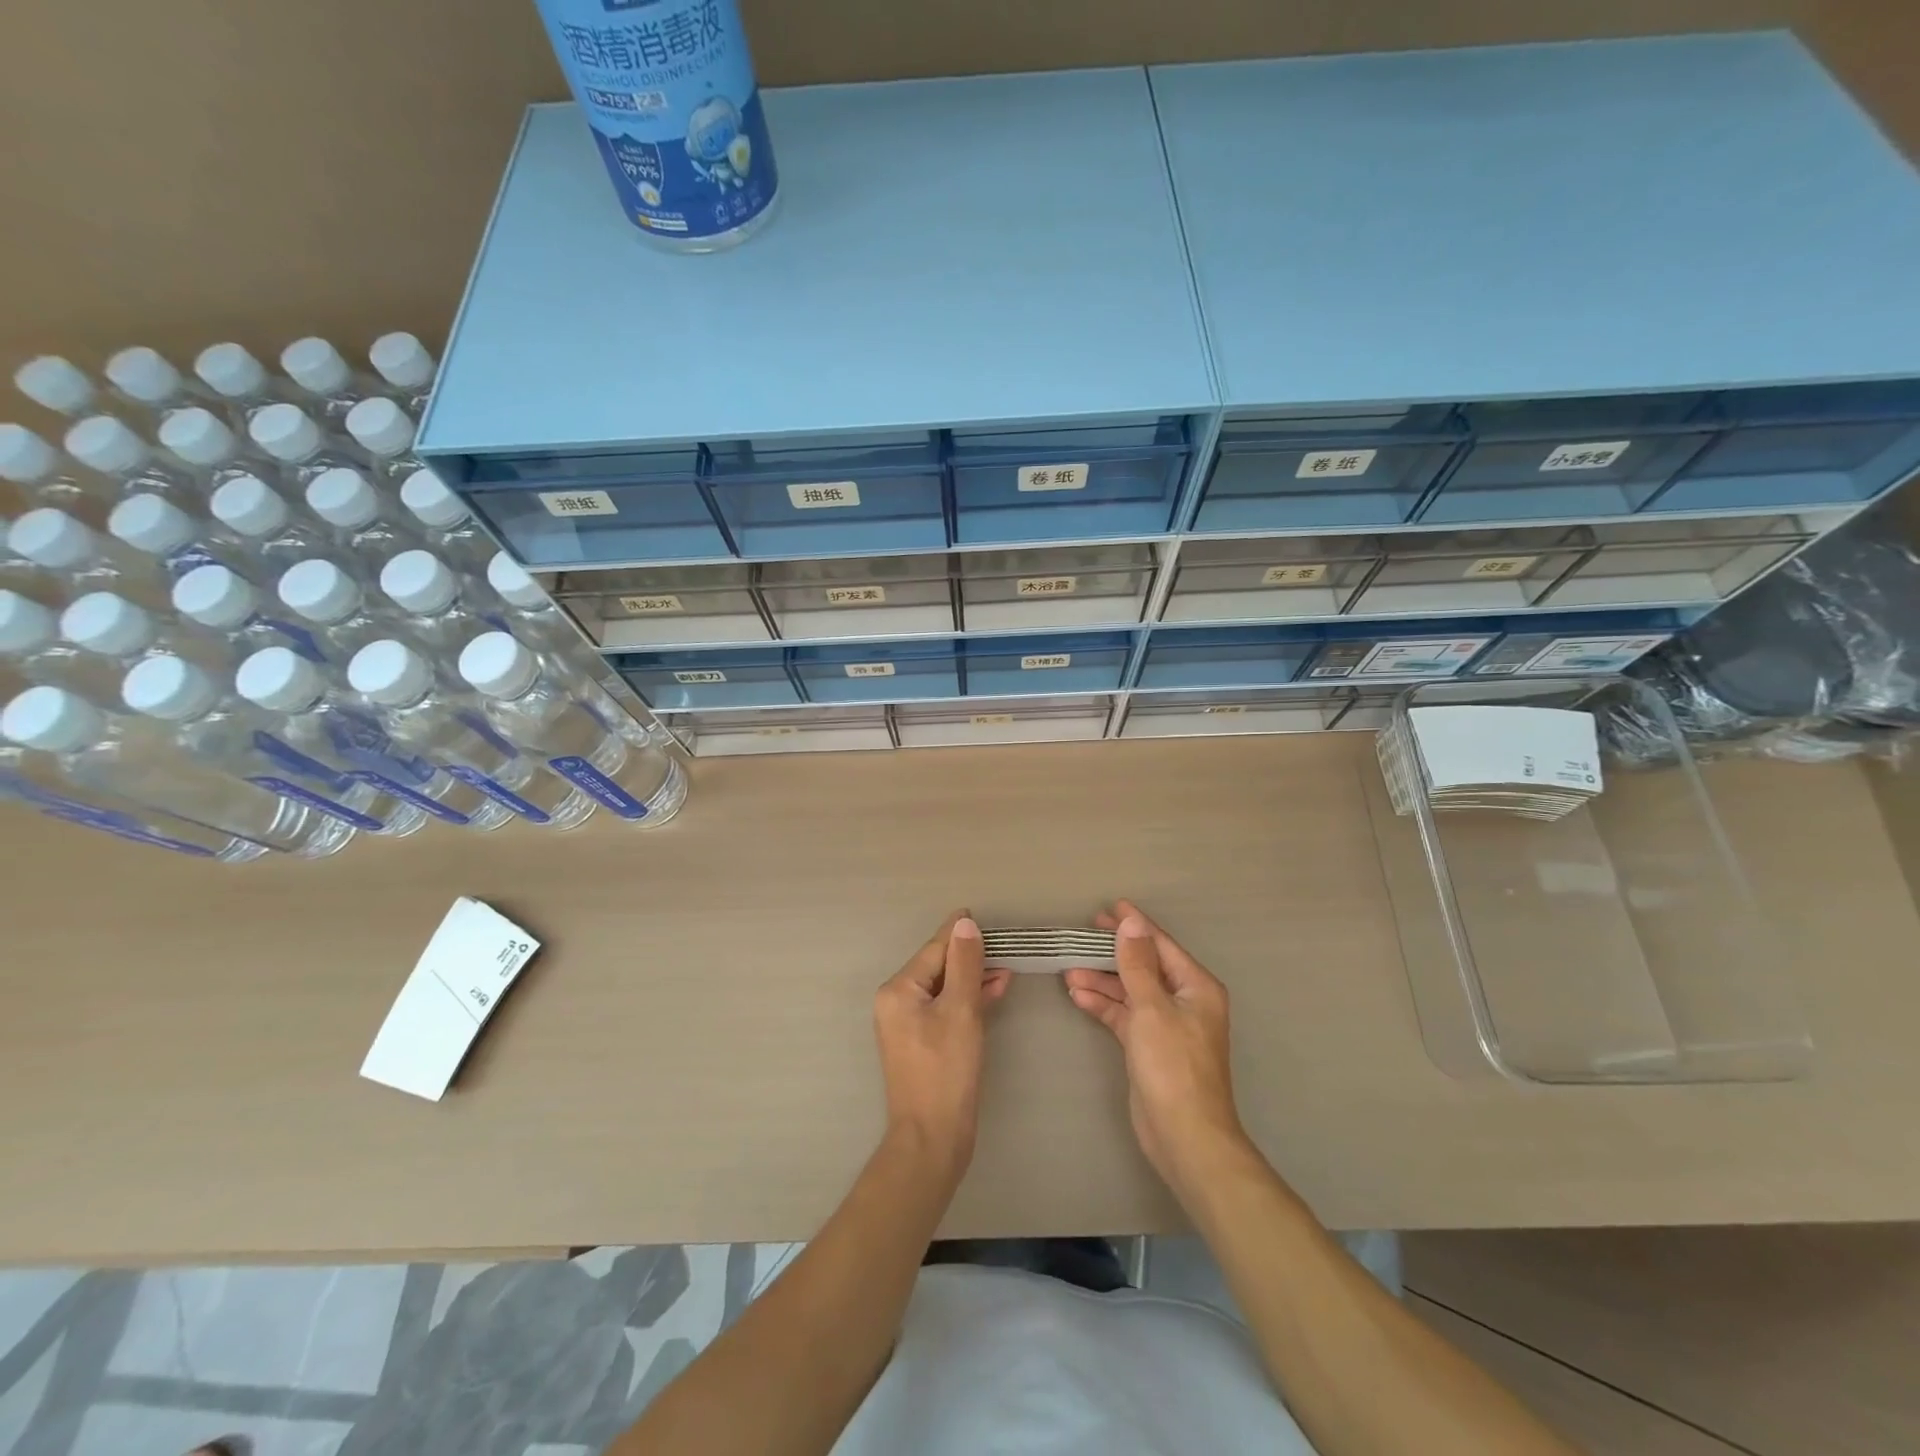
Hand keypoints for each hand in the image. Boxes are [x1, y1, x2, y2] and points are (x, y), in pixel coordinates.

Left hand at [873, 911, 1011, 1181]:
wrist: (932, 1140)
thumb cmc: (946, 1071)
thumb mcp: (960, 1011)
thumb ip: (964, 964)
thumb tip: (964, 925)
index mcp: (899, 990)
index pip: (934, 949)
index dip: (959, 934)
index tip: (978, 915)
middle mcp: (897, 1002)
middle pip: (938, 966)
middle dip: (970, 956)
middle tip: (1003, 944)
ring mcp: (908, 1024)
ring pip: (944, 988)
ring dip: (973, 977)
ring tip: (1006, 967)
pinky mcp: (922, 1043)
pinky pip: (946, 1008)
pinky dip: (968, 1000)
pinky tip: (994, 991)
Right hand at [1064, 901, 1247, 1193]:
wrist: (1184, 1136)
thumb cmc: (1173, 1066)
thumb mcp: (1152, 1007)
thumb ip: (1138, 964)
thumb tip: (1132, 923)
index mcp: (1196, 986)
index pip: (1160, 945)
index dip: (1135, 925)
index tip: (1109, 907)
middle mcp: (1184, 1001)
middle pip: (1144, 966)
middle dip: (1113, 951)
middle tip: (1082, 934)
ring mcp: (1166, 1025)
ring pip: (1130, 991)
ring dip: (1102, 980)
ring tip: (1068, 969)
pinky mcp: (1149, 1047)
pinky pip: (1124, 1015)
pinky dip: (1103, 1005)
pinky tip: (1078, 995)